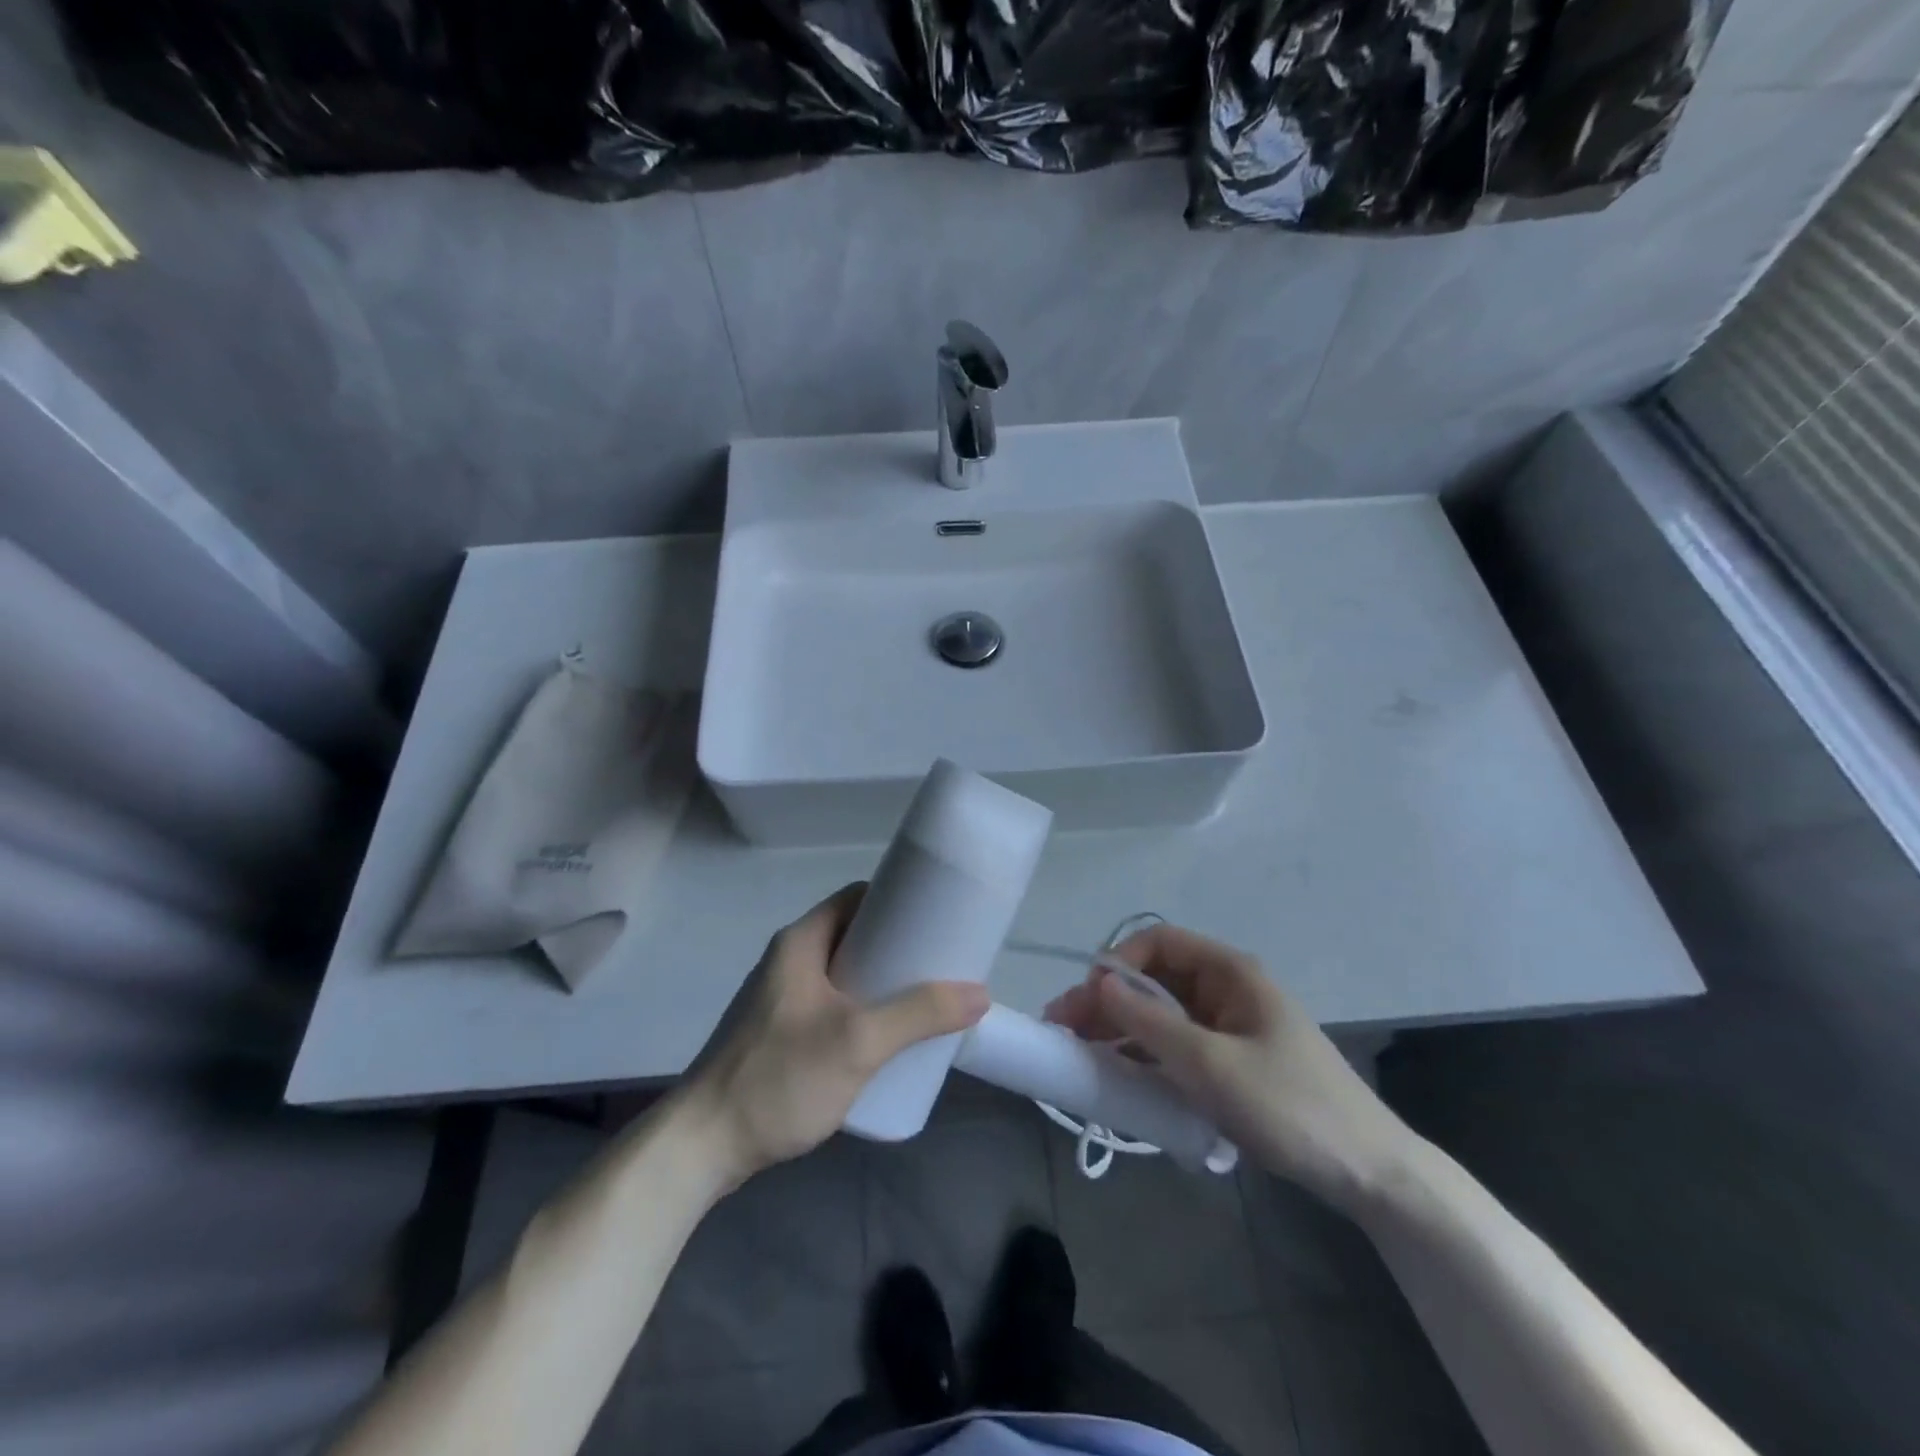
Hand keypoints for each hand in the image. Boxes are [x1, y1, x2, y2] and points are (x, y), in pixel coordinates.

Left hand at [685, 883, 988, 1187]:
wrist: (702, 1147)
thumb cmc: (779, 1077)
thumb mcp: (858, 1041)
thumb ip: (919, 1014)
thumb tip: (979, 993)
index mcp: (801, 942)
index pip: (858, 898)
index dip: (899, 901)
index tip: (938, 918)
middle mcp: (789, 961)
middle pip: (855, 936)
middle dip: (898, 948)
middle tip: (940, 967)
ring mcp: (782, 1000)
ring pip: (845, 975)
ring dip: (883, 983)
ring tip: (924, 1003)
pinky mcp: (781, 1036)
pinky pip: (834, 1007)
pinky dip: (864, 1011)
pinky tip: (887, 1040)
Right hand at [1044, 923, 1416, 1210]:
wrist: (1370, 1172)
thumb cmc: (1290, 1106)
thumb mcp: (1212, 1065)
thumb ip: (1150, 1022)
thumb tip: (1099, 982)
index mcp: (1230, 973)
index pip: (1160, 942)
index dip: (1118, 962)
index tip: (1088, 997)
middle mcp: (1227, 990)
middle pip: (1155, 978)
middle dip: (1109, 998)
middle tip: (1064, 1026)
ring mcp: (1230, 1027)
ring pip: (1162, 1012)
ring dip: (1120, 1026)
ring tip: (1078, 1050)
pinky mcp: (1231, 1061)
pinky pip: (1177, 1044)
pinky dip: (1145, 1052)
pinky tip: (1117, 1072)